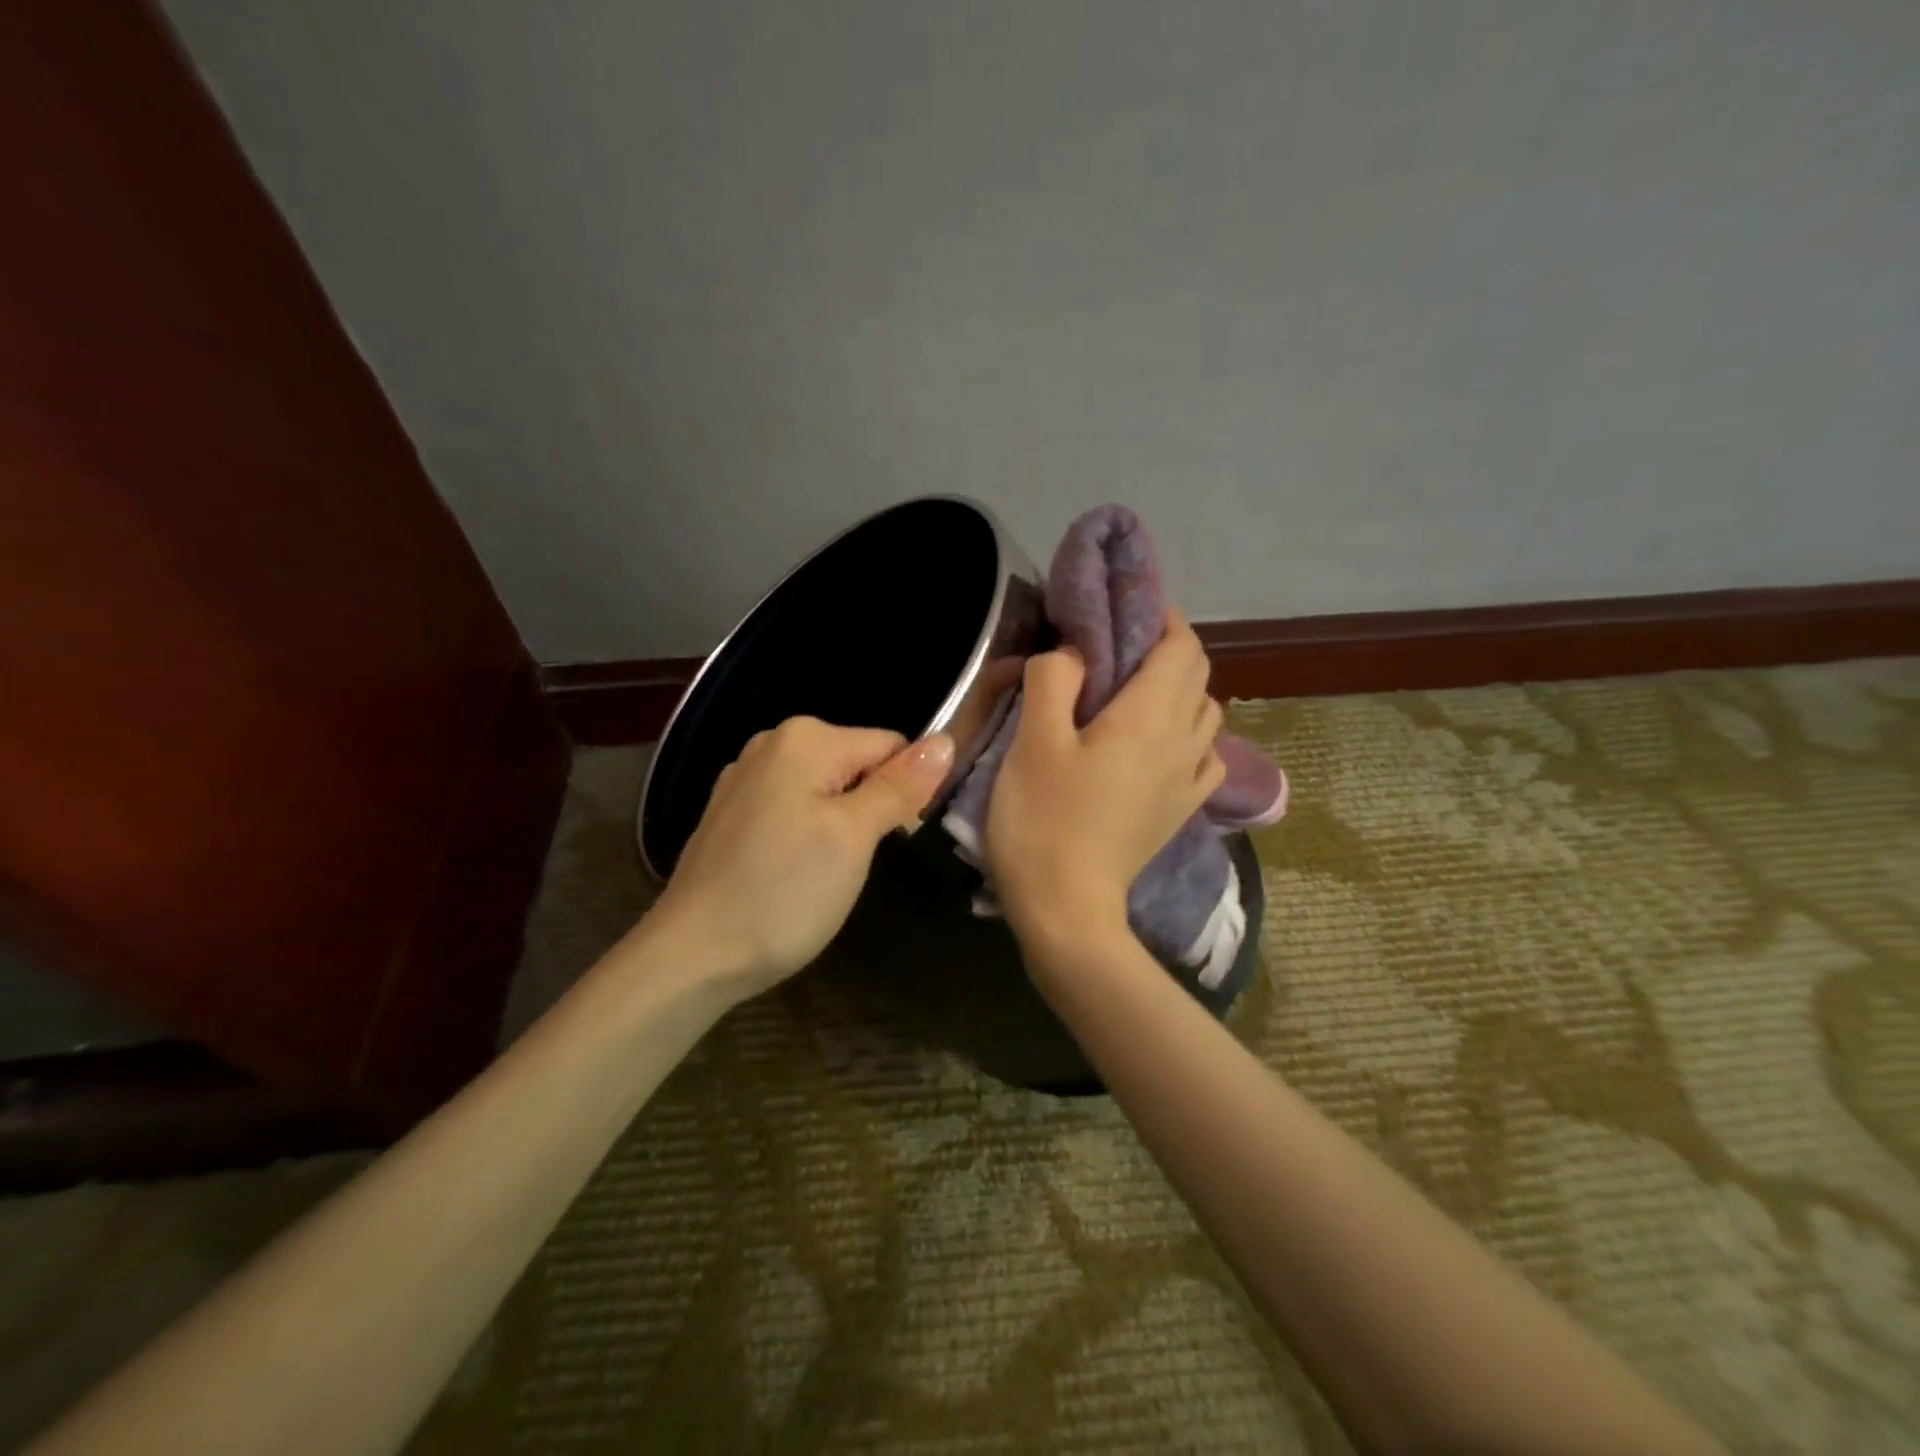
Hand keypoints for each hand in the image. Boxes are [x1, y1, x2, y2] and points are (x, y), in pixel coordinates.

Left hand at [650, 716, 953, 998]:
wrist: (693, 955)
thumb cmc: (784, 892)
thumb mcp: (854, 837)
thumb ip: (899, 786)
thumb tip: (944, 742)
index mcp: (805, 738)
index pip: (890, 745)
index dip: (906, 790)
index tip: (895, 839)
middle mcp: (771, 743)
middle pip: (856, 763)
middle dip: (871, 806)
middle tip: (857, 861)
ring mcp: (745, 777)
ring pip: (826, 788)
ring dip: (841, 823)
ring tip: (826, 871)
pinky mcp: (731, 812)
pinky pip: (792, 806)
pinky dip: (807, 831)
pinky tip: (793, 870)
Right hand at [986, 611, 1223, 953]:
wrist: (1068, 909)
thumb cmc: (1043, 820)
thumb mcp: (1034, 741)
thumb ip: (1055, 678)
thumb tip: (1075, 651)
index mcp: (1149, 716)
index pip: (1180, 645)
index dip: (1160, 617)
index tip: (1125, 608)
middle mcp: (1183, 740)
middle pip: (1199, 673)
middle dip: (1169, 647)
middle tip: (1120, 647)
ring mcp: (1189, 779)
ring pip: (1206, 711)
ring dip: (1181, 688)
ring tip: (1137, 692)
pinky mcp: (1183, 810)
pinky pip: (1205, 755)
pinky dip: (1190, 733)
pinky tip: (1162, 744)